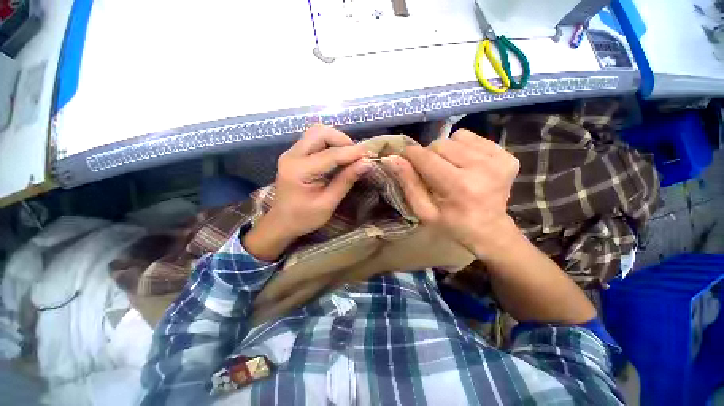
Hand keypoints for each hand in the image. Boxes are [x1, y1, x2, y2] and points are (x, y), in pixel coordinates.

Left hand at [243, 125, 372, 260]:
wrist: (280, 223)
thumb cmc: (303, 218)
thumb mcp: (327, 203)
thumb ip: (346, 181)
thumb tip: (367, 164)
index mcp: (298, 171)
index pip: (330, 154)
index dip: (352, 153)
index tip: (370, 155)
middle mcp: (292, 155)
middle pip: (320, 133)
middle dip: (342, 140)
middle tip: (356, 156)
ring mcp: (291, 153)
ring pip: (317, 133)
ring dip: (336, 140)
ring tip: (349, 156)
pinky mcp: (294, 155)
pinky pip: (314, 140)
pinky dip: (330, 144)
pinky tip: (339, 157)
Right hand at [382, 129, 519, 258]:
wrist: (490, 230)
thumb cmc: (452, 224)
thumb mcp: (424, 211)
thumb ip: (408, 184)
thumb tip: (392, 159)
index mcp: (459, 187)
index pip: (426, 157)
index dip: (411, 155)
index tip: (405, 160)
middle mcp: (482, 168)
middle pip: (440, 144)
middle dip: (429, 156)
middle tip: (432, 173)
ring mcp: (499, 159)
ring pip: (455, 138)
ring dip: (446, 152)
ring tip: (450, 169)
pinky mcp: (507, 154)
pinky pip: (472, 138)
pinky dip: (462, 148)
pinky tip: (465, 165)